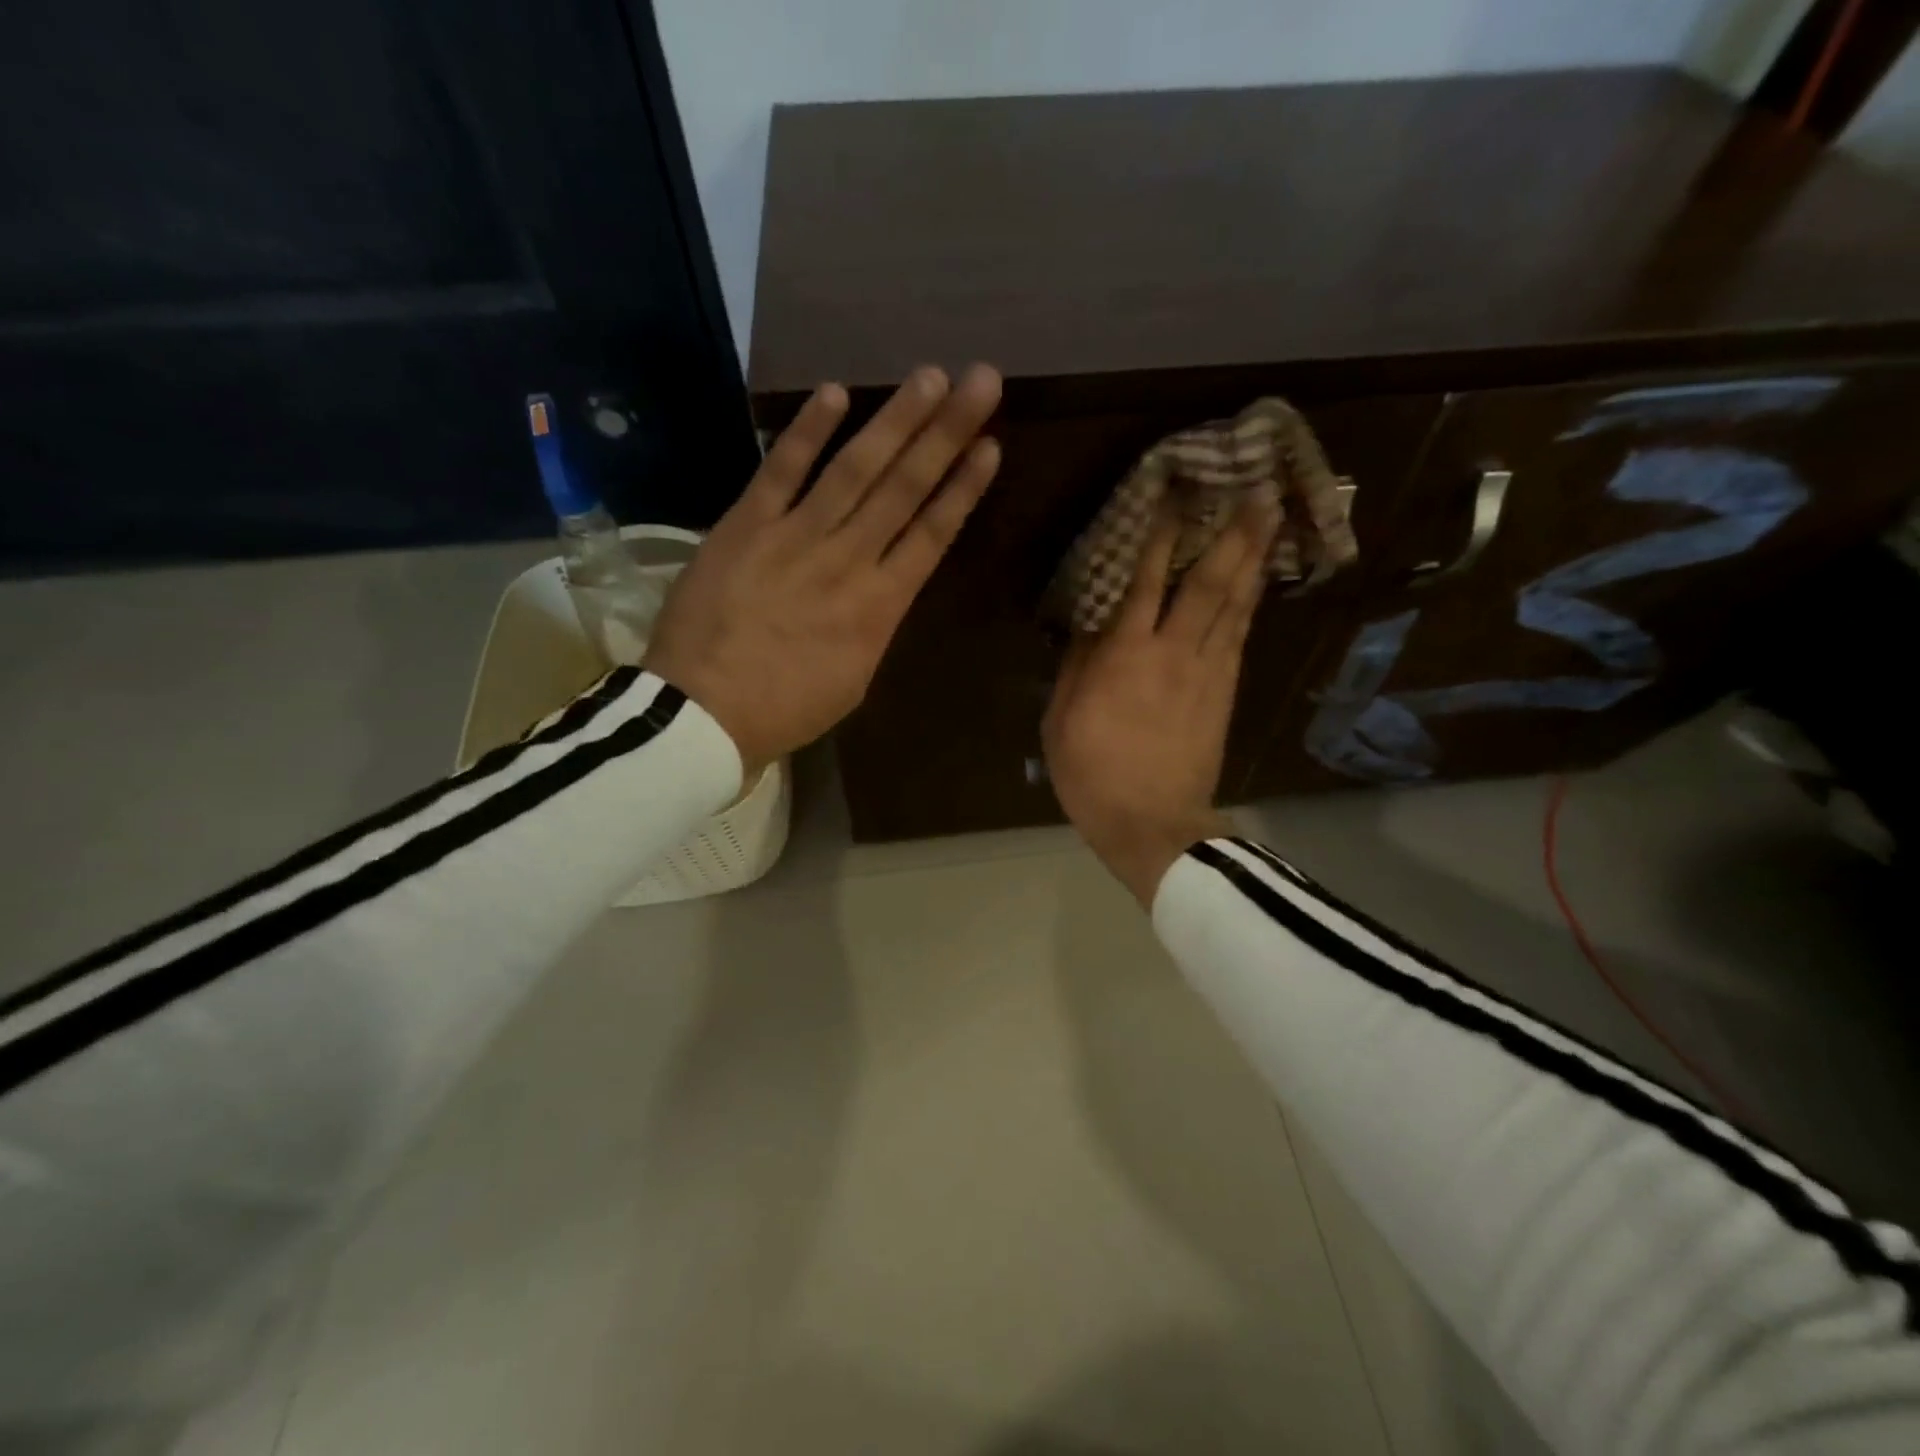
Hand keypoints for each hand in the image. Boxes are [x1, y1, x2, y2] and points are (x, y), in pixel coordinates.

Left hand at [645, 364, 1002, 779]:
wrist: (703, 714)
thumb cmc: (785, 709)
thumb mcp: (852, 679)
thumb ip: (872, 626)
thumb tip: (880, 590)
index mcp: (880, 607)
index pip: (932, 535)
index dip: (964, 488)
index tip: (990, 446)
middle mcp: (848, 561)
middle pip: (905, 488)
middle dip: (946, 432)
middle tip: (980, 380)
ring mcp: (796, 537)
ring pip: (855, 469)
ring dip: (895, 421)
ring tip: (930, 377)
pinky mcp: (746, 525)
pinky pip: (781, 470)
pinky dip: (807, 431)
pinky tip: (837, 393)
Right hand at [1043, 494, 1278, 906]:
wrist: (1152, 824)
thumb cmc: (1092, 773)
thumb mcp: (1061, 719)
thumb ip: (1077, 665)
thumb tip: (1092, 622)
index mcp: (1126, 655)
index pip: (1147, 581)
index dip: (1162, 536)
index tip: (1176, 495)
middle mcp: (1174, 652)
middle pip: (1209, 583)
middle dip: (1233, 534)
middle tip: (1256, 490)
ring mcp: (1208, 672)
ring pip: (1235, 605)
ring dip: (1252, 559)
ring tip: (1269, 519)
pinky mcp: (1226, 693)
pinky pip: (1241, 636)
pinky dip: (1250, 603)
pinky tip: (1257, 581)